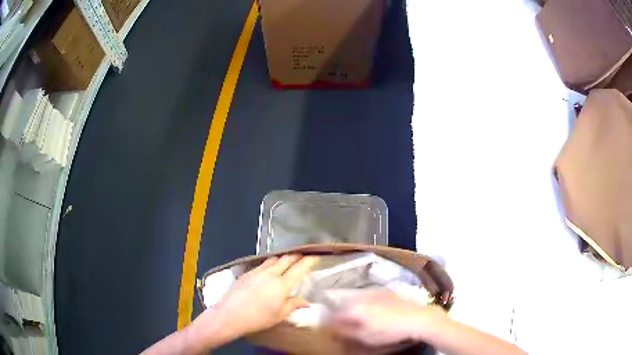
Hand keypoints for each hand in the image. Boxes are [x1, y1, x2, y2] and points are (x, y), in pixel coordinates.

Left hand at [194, 255, 318, 339]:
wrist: (230, 314)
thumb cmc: (258, 318)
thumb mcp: (279, 315)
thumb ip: (293, 305)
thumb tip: (306, 301)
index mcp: (282, 285)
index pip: (299, 268)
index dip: (309, 260)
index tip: (316, 255)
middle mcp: (270, 274)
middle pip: (286, 259)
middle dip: (297, 255)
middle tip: (304, 255)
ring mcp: (257, 271)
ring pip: (274, 259)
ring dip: (283, 257)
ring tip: (289, 260)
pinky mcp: (247, 273)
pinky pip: (263, 263)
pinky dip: (271, 262)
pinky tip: (270, 268)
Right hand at [330, 290, 445, 346]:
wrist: (417, 318)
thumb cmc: (389, 330)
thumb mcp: (365, 336)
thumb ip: (345, 331)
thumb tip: (333, 327)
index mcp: (354, 307)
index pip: (334, 315)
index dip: (332, 324)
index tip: (335, 332)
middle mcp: (361, 296)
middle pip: (345, 307)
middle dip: (344, 317)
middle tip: (350, 328)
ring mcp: (374, 292)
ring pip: (358, 301)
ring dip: (356, 310)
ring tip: (364, 322)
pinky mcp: (386, 291)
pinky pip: (370, 298)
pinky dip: (368, 305)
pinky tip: (377, 314)